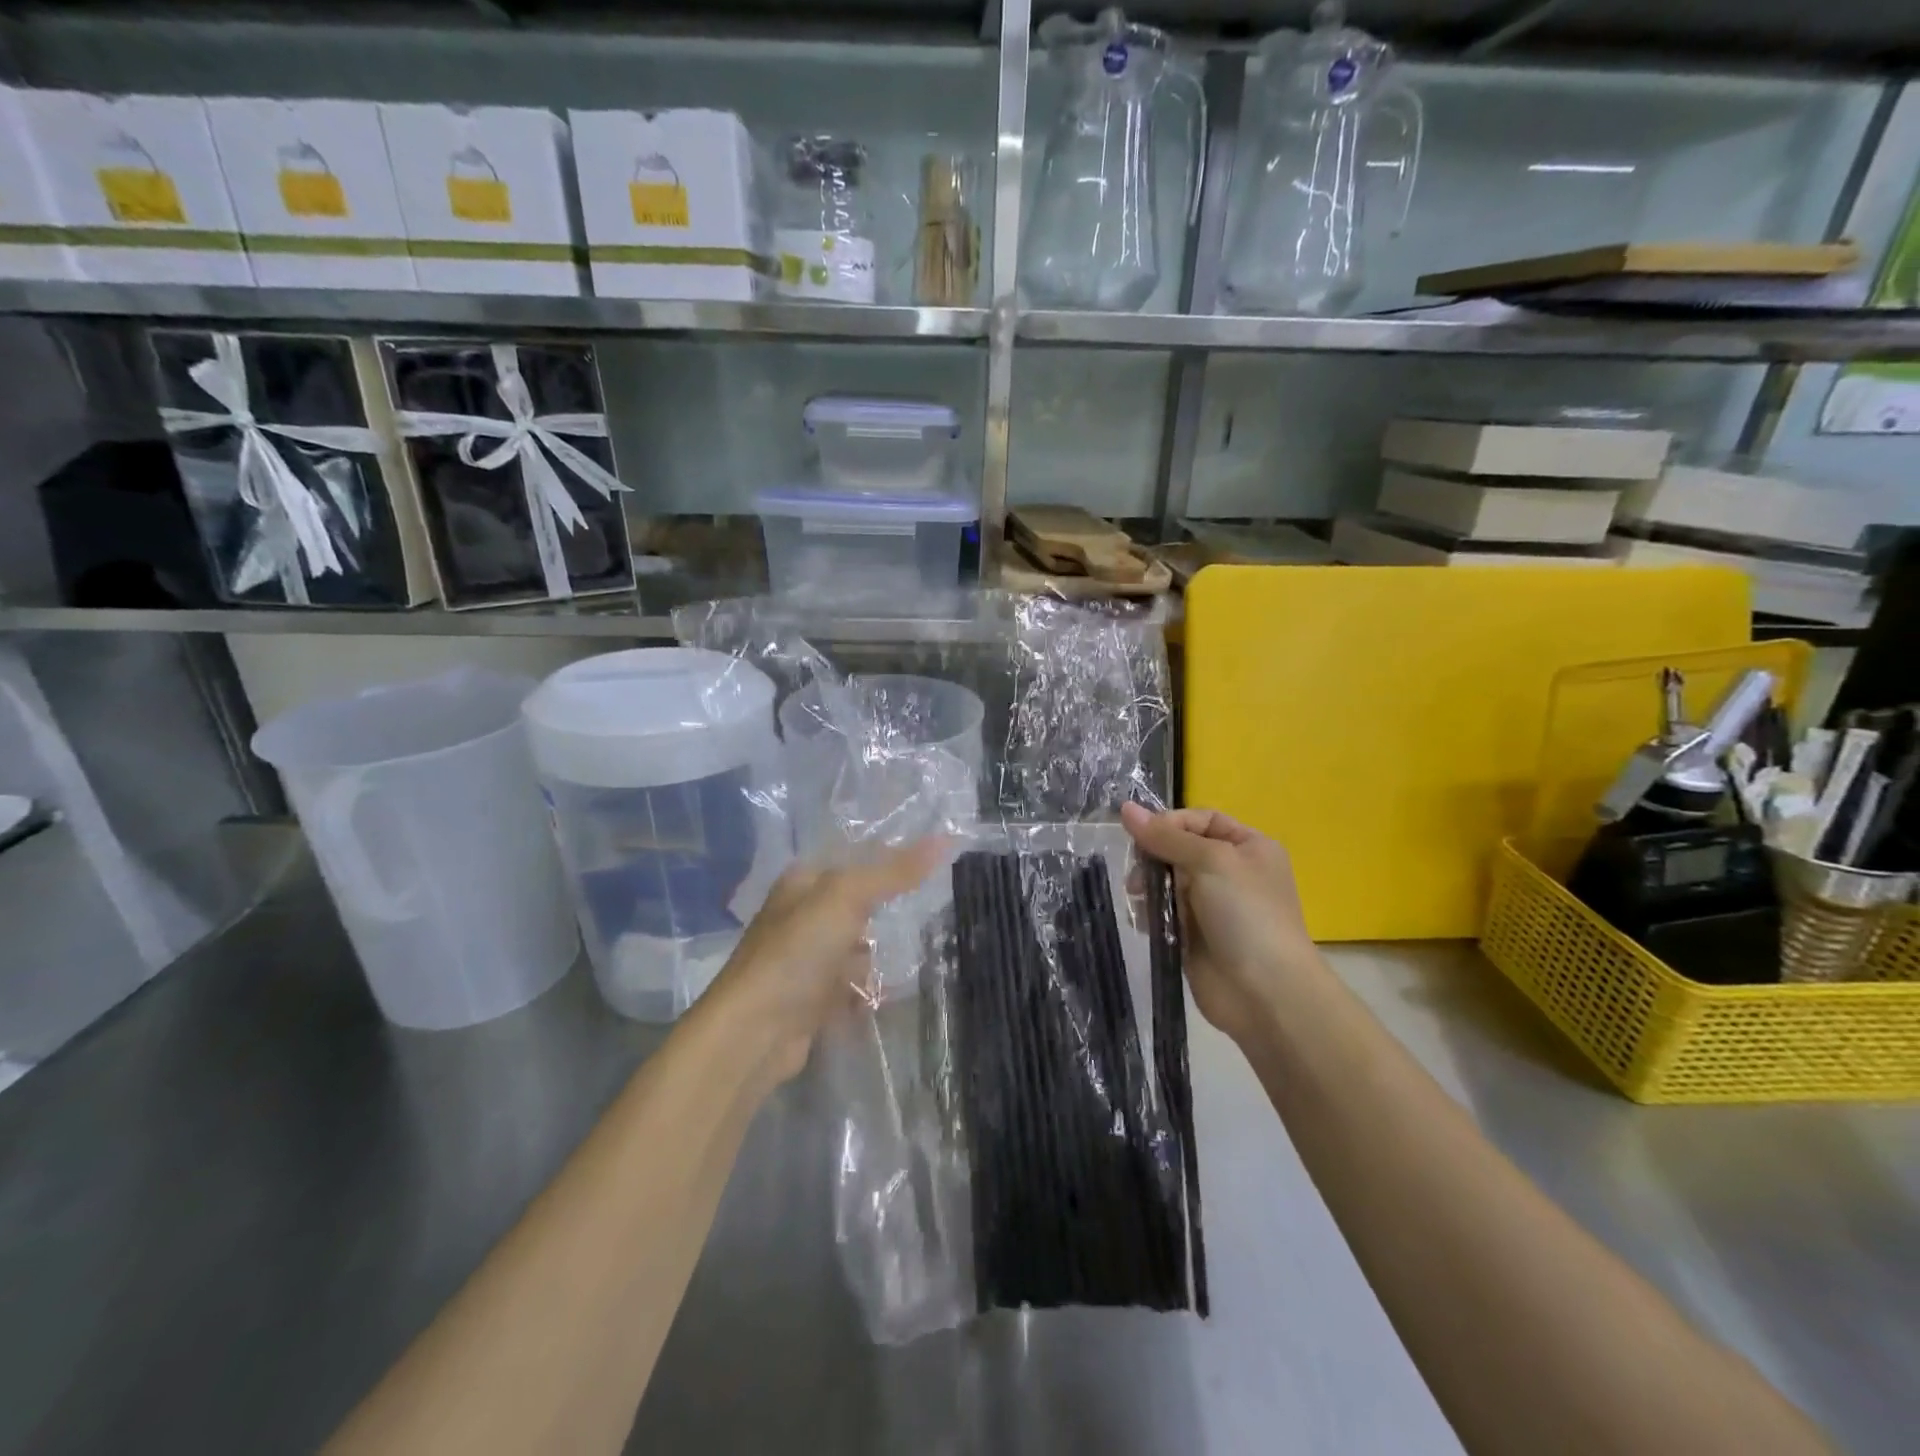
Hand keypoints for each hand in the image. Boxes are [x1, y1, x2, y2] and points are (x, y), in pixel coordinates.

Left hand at [701, 840, 946, 1088]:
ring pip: (856, 948)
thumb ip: (894, 871)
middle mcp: (801, 916)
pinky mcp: (811, 999)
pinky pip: (850, 987)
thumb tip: (944, 839)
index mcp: (803, 882)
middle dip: (888, 913)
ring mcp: (805, 960)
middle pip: (857, 905)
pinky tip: (886, 994)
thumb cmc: (798, 951)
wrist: (755, 1031)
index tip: (935, 863)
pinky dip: (868, 991)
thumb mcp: (847, 898)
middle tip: (931, 913)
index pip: (854, 859)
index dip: (891, 858)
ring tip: (914, 958)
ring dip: (879, 957)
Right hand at [1121, 803, 1321, 1047]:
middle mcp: (1232, 872)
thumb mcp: (1210, 861)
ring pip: (1166, 882)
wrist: (1265, 992)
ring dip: (1148, 887)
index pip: (1201, 820)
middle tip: (1137, 874)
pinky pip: (1163, 912)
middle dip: (1154, 858)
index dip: (1170, 823)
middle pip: (1179, 849)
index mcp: (1248, 847)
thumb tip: (1126, 808)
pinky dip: (1150, 913)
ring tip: (1140, 900)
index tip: (1143, 837)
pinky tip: (1145, 922)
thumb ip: (1166, 836)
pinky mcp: (1194, 935)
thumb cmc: (1245, 915)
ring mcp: (1213, 906)